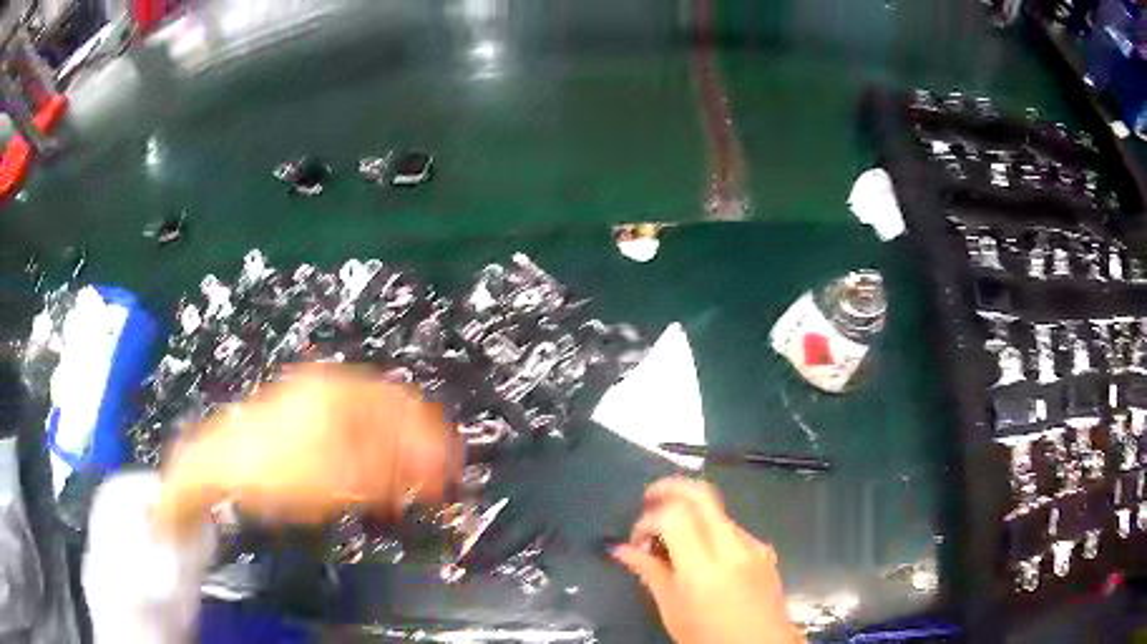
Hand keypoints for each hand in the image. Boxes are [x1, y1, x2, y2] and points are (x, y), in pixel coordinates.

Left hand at [152, 364, 460, 538]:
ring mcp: (316, 397)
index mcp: (344, 393)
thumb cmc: (276, 470)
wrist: (220, 465)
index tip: (448, 478)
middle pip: (392, 411)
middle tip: (430, 486)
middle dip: (415, 448)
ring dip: (394, 452)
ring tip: (404, 486)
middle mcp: (334, 385)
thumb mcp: (336, 479)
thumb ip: (386, 474)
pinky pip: (350, 427)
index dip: (432, 445)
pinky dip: (369, 450)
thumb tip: (429, 476)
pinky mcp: (304, 413)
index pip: (405, 411)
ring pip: (372, 420)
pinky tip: (371, 474)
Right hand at [612, 478, 803, 643]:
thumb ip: (649, 571)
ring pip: (717, 511)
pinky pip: (732, 528)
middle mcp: (732, 547)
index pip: (675, 515)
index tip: (637, 538)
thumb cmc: (708, 635)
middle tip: (648, 498)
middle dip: (671, 488)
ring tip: (672, 537)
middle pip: (702, 495)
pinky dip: (710, 529)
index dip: (649, 517)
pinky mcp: (764, 549)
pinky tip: (701, 554)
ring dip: (690, 511)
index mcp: (704, 567)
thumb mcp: (671, 608)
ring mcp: (753, 545)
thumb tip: (621, 549)